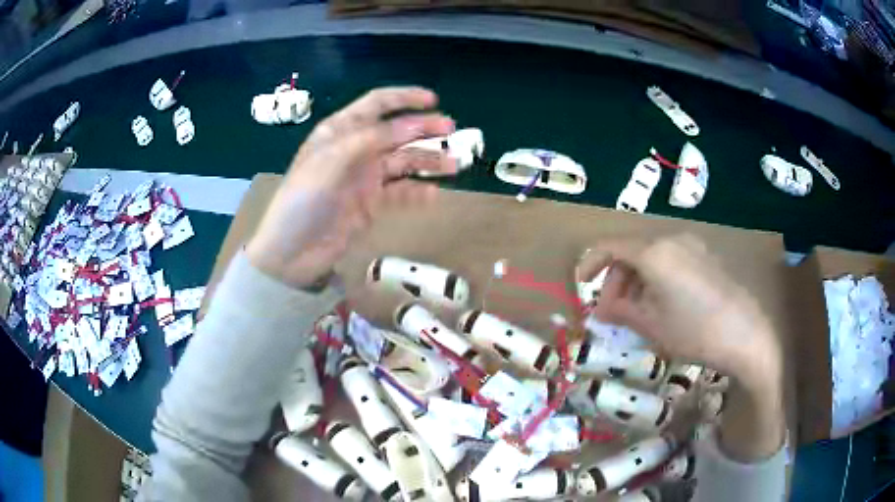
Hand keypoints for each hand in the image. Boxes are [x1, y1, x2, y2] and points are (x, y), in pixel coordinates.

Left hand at [246, 87, 455, 286]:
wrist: (292, 253)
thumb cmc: (303, 200)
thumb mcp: (331, 161)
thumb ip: (370, 139)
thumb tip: (410, 125)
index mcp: (340, 131)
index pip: (376, 105)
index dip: (404, 99)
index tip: (433, 100)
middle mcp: (355, 149)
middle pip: (396, 132)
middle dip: (424, 129)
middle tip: (453, 133)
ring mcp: (364, 178)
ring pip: (403, 162)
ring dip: (428, 161)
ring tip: (454, 165)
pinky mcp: (371, 204)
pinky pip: (400, 192)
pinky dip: (417, 192)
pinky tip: (433, 195)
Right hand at [576, 234, 779, 389]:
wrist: (745, 334)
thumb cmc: (694, 331)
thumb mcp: (652, 326)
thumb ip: (621, 312)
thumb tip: (601, 309)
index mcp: (654, 253)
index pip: (610, 247)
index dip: (590, 264)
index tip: (582, 288)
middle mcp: (671, 239)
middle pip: (631, 250)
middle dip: (616, 280)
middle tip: (613, 312)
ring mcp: (692, 245)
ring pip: (651, 255)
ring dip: (636, 280)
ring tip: (638, 312)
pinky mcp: (706, 256)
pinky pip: (671, 259)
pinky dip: (656, 277)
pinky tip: (663, 304)